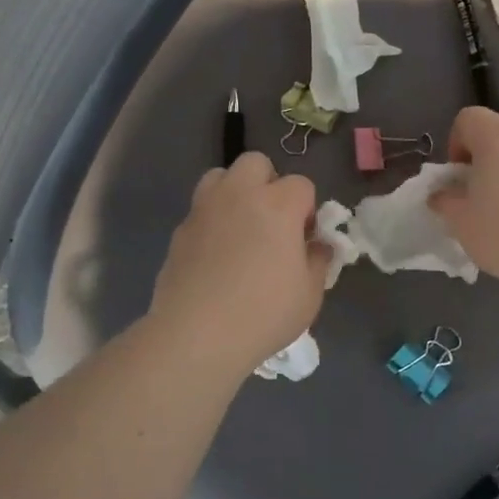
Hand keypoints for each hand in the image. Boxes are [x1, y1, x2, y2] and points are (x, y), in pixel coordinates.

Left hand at [150, 153, 330, 375]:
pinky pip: (200, 210)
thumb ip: (318, 260)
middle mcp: (239, 195)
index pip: (301, 184)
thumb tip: (318, 246)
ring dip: (234, 192)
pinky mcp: (180, 230)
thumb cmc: (263, 313)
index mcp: (278, 205)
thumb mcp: (310, 294)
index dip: (307, 209)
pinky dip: (212, 221)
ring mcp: (204, 209)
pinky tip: (216, 256)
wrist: (196, 335)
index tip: (304, 239)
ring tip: (240, 229)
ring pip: (220, 176)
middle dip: (268, 184)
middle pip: (256, 164)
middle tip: (272, 222)